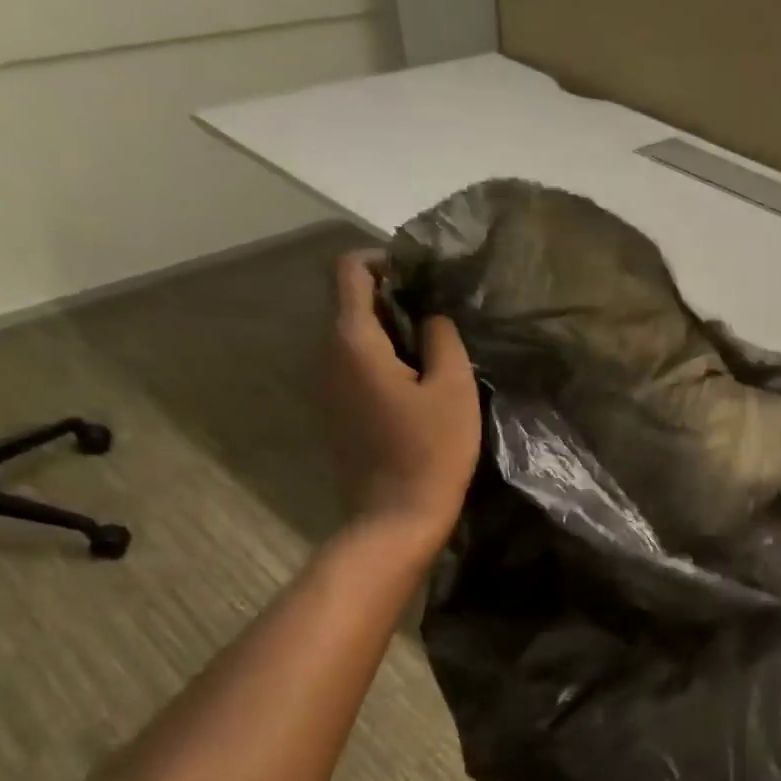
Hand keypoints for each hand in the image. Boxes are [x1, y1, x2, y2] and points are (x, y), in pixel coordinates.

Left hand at [327, 250, 479, 541]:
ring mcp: (327, 387)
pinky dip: (384, 361)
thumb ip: (442, 337)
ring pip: (355, 338)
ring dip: (391, 332)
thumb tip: (431, 316)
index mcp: (353, 341)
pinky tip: (419, 386)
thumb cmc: (431, 451)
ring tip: (436, 351)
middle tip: (441, 317)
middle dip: (394, 298)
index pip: (350, 271)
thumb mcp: (454, 388)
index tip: (424, 276)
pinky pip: (356, 368)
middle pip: (351, 303)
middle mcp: (328, 356)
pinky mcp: (336, 413)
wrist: (396, 519)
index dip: (385, 260)